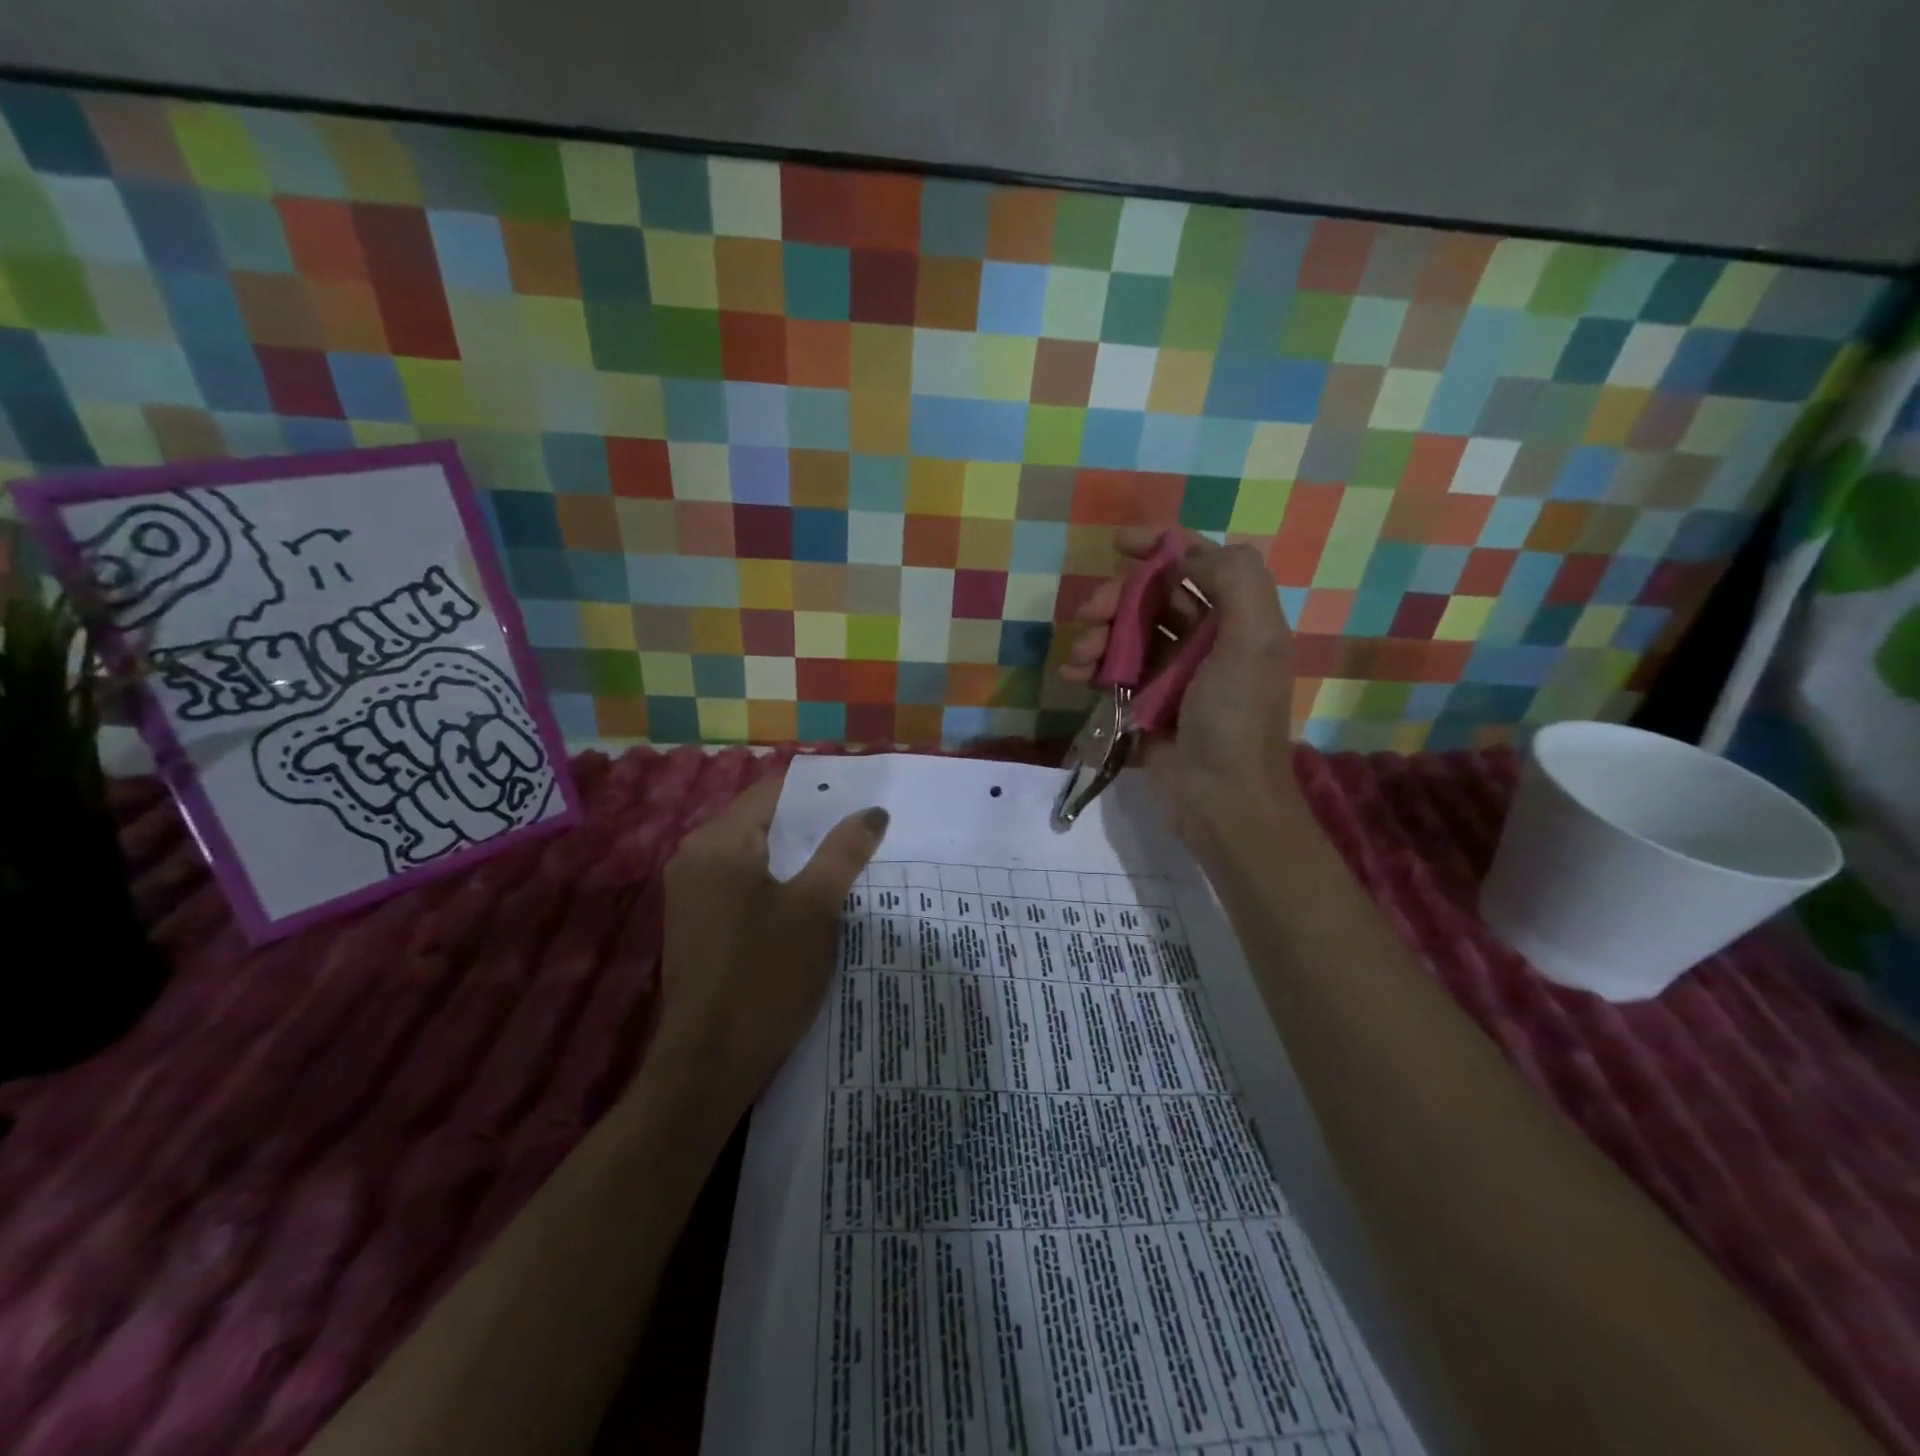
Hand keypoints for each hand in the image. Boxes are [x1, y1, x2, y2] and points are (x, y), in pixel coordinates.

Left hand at [657, 770, 888, 1116]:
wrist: (709, 1065)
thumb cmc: (765, 975)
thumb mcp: (815, 907)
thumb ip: (844, 852)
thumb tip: (873, 811)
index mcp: (719, 842)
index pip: (773, 792)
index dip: (819, 792)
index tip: (860, 799)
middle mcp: (695, 857)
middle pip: (761, 822)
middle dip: (811, 826)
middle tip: (862, 832)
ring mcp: (690, 894)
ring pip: (753, 857)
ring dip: (795, 858)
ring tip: (845, 863)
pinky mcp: (696, 925)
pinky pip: (740, 885)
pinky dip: (775, 884)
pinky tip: (809, 902)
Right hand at [1061, 526, 1301, 842]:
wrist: (1220, 799)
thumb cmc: (1236, 717)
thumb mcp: (1252, 641)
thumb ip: (1234, 580)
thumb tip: (1186, 552)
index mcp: (1236, 619)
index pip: (1198, 563)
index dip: (1161, 545)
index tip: (1118, 544)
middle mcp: (1205, 639)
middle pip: (1152, 597)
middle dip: (1115, 599)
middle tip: (1088, 615)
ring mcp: (1172, 672)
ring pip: (1127, 633)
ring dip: (1097, 635)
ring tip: (1080, 657)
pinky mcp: (1145, 703)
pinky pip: (1113, 671)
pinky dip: (1092, 667)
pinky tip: (1075, 676)